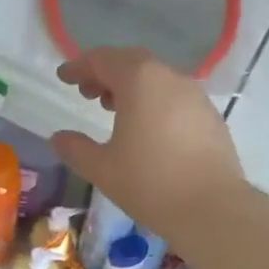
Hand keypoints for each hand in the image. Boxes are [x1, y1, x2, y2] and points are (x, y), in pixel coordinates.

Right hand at [49, 48, 250, 251]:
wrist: (211, 208)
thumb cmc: (149, 183)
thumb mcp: (102, 169)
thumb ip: (76, 149)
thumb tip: (58, 138)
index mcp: (139, 81)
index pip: (103, 60)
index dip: (79, 67)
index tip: (63, 77)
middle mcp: (170, 78)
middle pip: (132, 63)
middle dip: (106, 73)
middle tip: (87, 93)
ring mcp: (195, 95)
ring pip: (156, 79)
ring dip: (132, 88)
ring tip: (114, 110)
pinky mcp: (210, 116)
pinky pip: (174, 98)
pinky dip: (154, 102)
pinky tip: (147, 129)